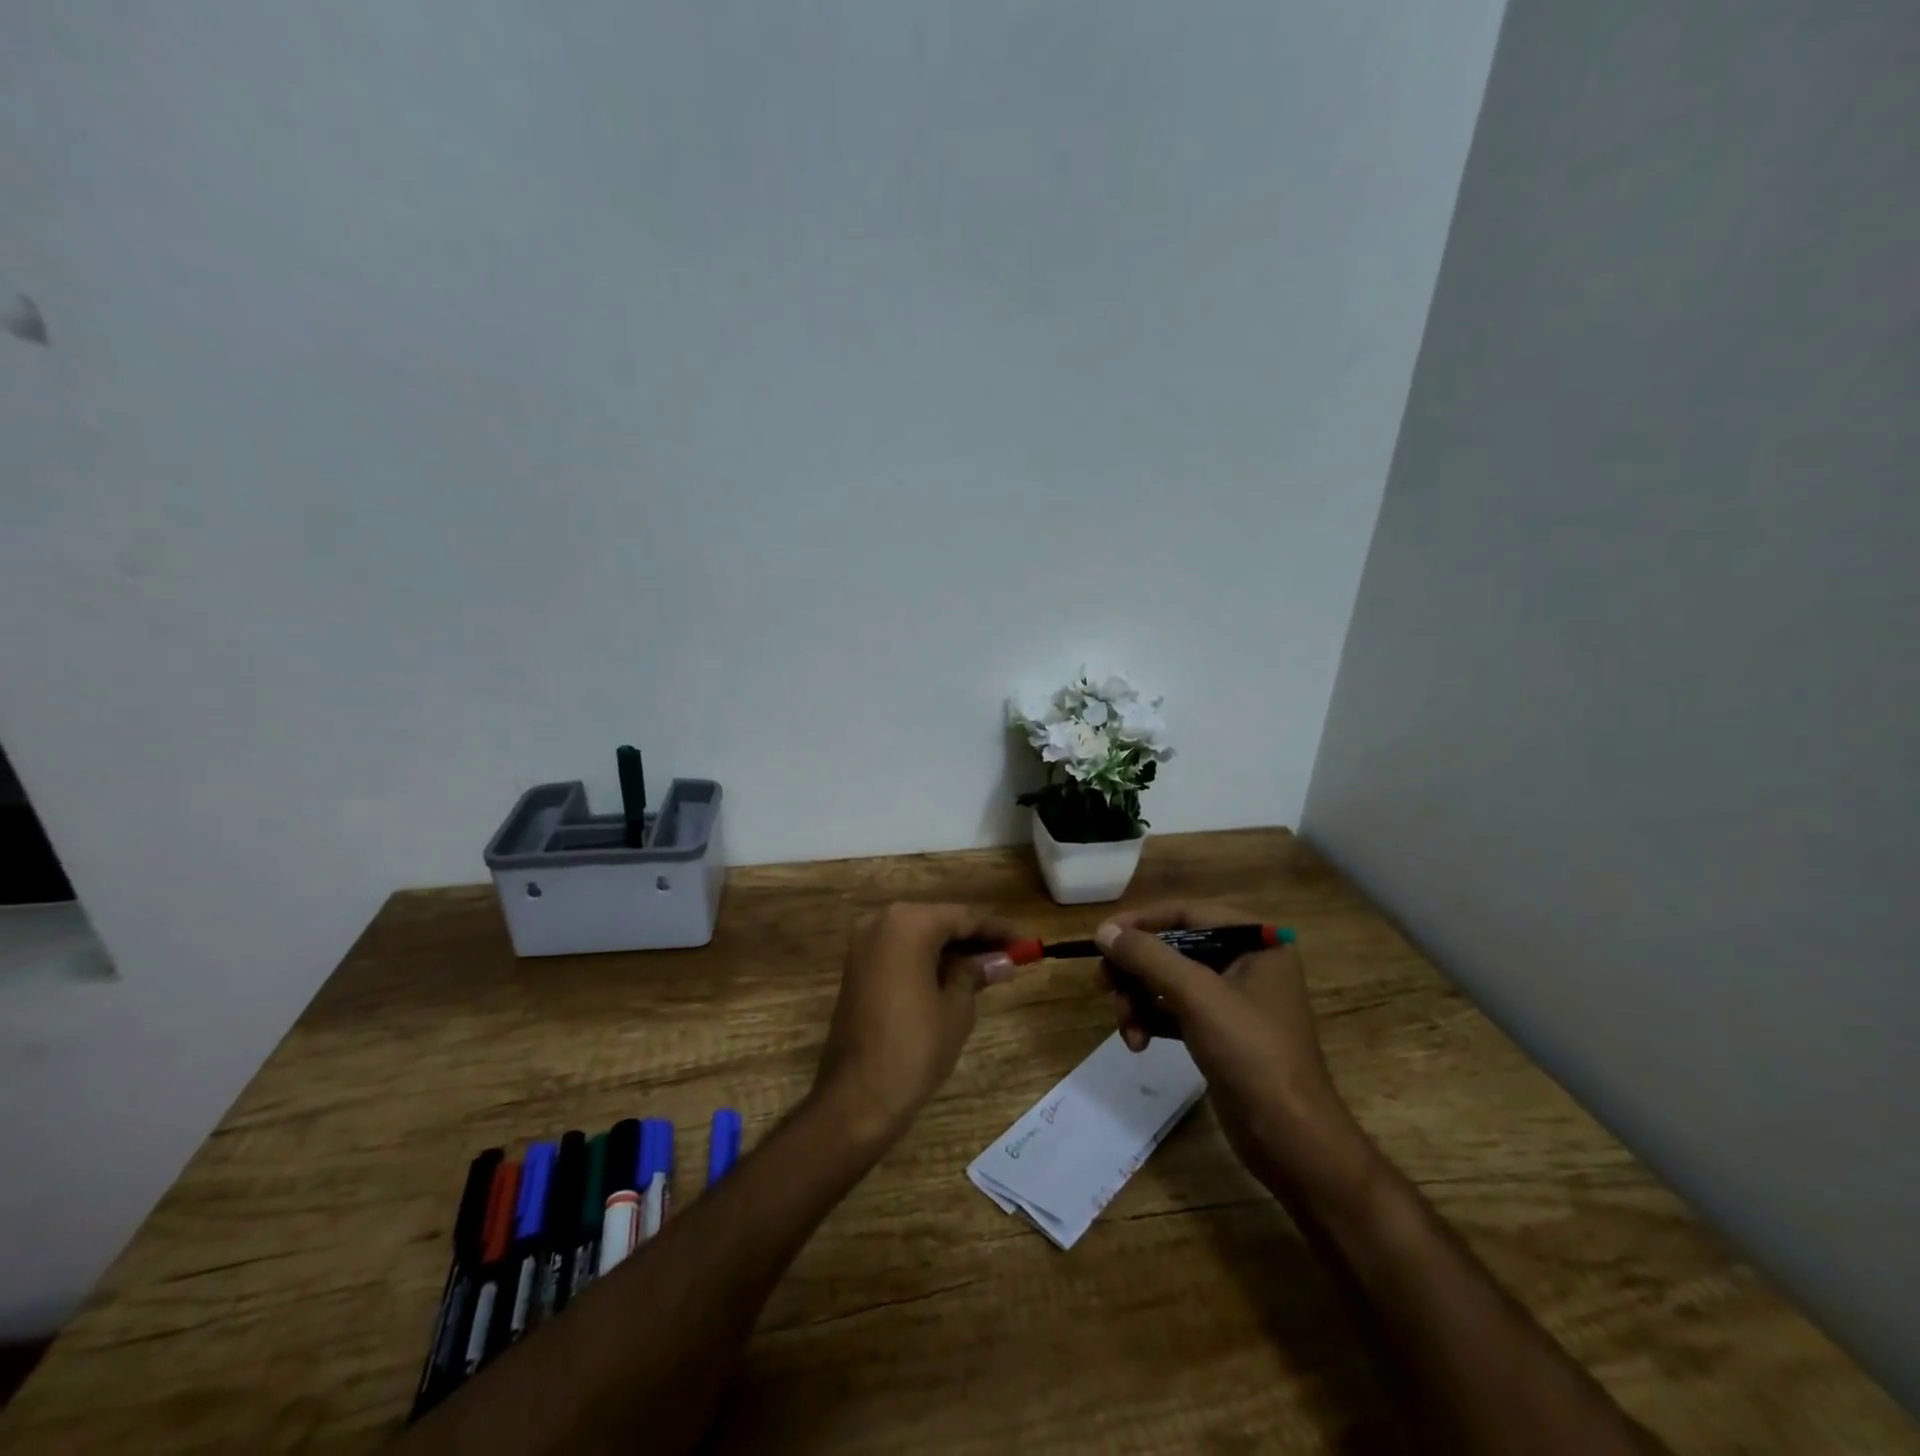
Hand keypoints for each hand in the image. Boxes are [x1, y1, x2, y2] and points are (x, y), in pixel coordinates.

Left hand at [813, 903, 1019, 1143]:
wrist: (858, 1096)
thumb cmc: (915, 1046)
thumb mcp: (956, 1007)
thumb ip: (976, 973)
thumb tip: (1002, 961)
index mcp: (908, 923)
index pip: (963, 918)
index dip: (996, 930)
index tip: (1025, 942)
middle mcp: (881, 922)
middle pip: (938, 922)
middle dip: (973, 938)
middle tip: (1009, 956)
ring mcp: (864, 944)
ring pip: (918, 936)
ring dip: (950, 949)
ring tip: (988, 968)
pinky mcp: (856, 967)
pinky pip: (900, 952)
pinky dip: (926, 959)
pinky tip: (953, 976)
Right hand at [1095, 903, 1366, 1198]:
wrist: (1291, 1139)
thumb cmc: (1251, 1053)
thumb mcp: (1196, 995)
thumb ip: (1147, 956)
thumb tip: (1103, 930)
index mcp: (1256, 941)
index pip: (1186, 913)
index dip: (1140, 922)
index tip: (1101, 937)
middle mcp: (1246, 961)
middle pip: (1172, 948)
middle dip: (1135, 970)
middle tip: (1103, 986)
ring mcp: (1233, 998)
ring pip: (1168, 980)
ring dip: (1138, 999)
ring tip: (1125, 1027)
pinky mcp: (1220, 1031)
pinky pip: (1174, 1010)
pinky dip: (1151, 1020)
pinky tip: (1137, 1042)